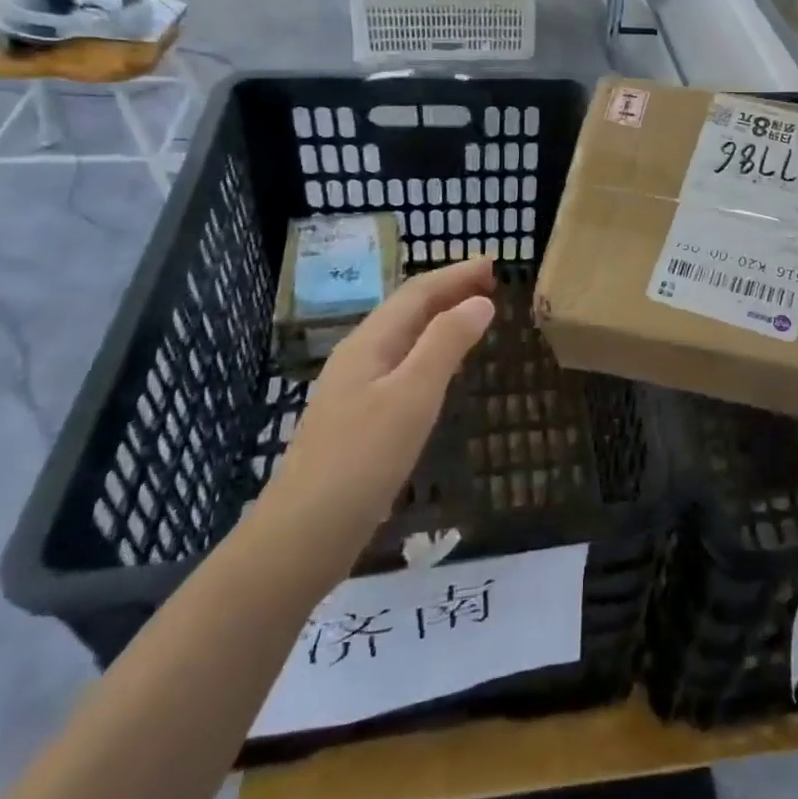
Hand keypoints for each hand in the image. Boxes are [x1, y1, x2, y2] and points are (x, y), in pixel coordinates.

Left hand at [257, 257, 496, 558]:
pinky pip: (402, 367)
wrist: (304, 534)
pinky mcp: (360, 420)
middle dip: (448, 291)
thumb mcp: (412, 396)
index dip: (455, 275)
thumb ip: (446, 344)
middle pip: (407, 311)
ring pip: (404, 339)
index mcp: (369, 343)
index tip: (493, 264)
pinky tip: (442, 370)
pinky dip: (431, 353)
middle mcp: (360, 357)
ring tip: (474, 315)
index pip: (417, 293)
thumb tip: (480, 302)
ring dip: (440, 320)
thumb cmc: (362, 459)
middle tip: (490, 283)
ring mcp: (356, 390)